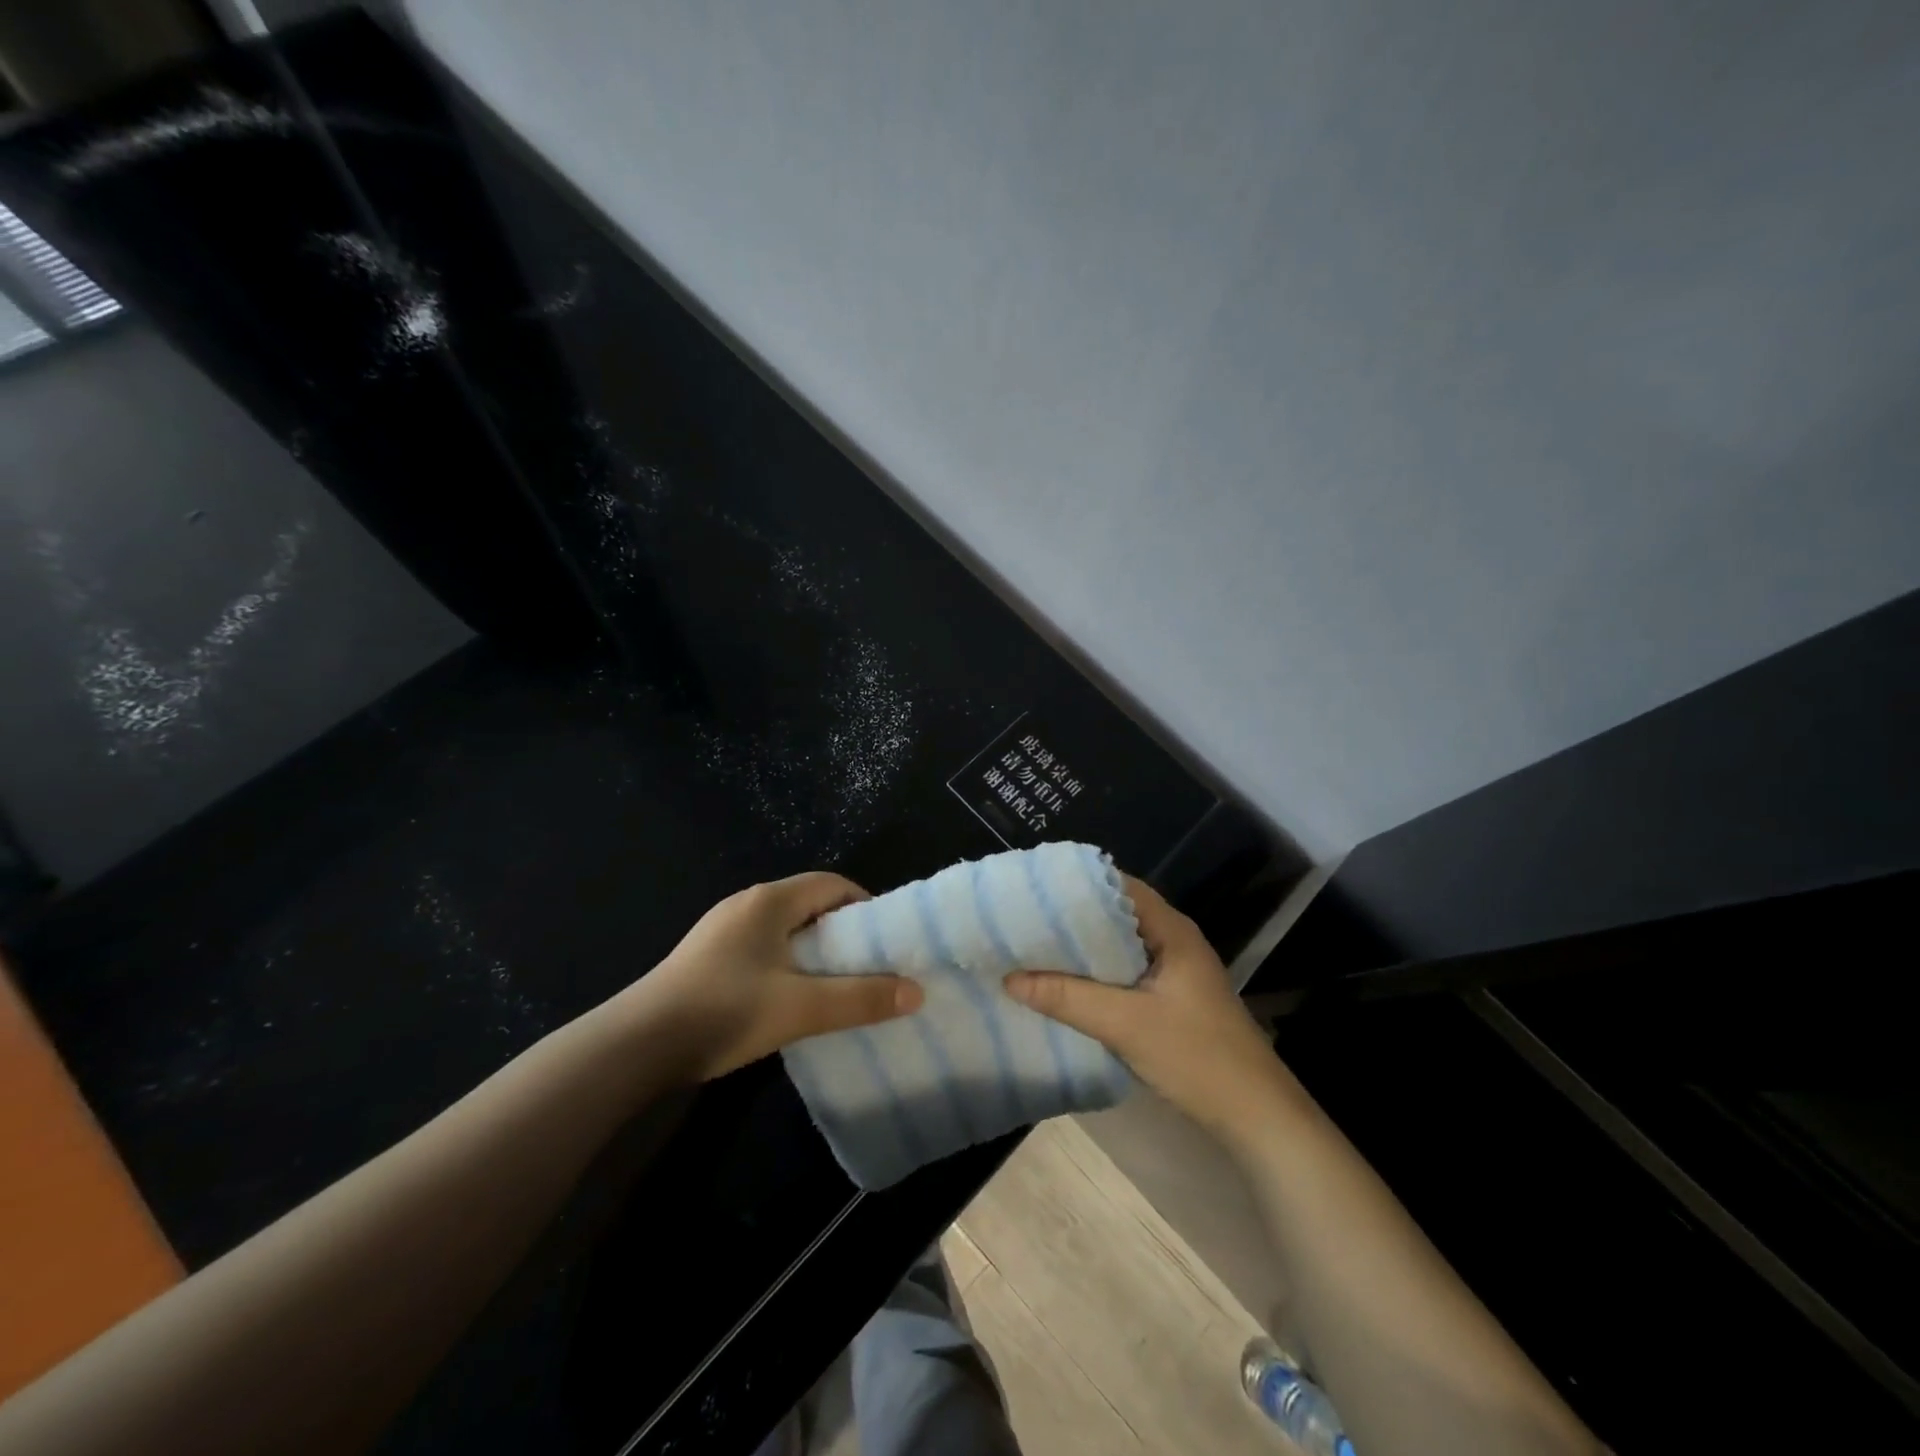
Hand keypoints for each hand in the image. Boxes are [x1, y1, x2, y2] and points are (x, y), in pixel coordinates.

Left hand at [622, 872, 922, 1081]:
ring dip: (813, 951)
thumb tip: (917, 992)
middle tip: (868, 966)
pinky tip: (789, 1000)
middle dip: (842, 932)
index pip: (831, 884)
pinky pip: (762, 948)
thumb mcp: (801, 1007)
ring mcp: (721, 930)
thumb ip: (861, 999)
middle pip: (808, 905)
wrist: (636, 1047)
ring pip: (784, 929)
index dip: (864, 905)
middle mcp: (746, 904)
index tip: (886, 940)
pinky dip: (786, 964)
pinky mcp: (706, 958)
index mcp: (770, 901)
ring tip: (835, 986)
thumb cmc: (725, 1011)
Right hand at [1004, 876, 1291, 1140]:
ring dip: (1082, 948)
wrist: (1257, 1117)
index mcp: (1172, 930)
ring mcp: (1173, 971)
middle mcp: (1173, 941)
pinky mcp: (1170, 999)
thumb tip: (1010, 978)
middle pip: (1116, 914)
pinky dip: (1095, 973)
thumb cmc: (1197, 1058)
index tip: (1035, 888)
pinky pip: (1124, 973)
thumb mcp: (1126, 1025)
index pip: (1119, 885)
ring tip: (1034, 947)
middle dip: (1072, 916)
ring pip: (1118, 946)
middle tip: (1024, 919)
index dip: (1078, 883)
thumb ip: (1067, 998)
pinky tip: (1064, 985)